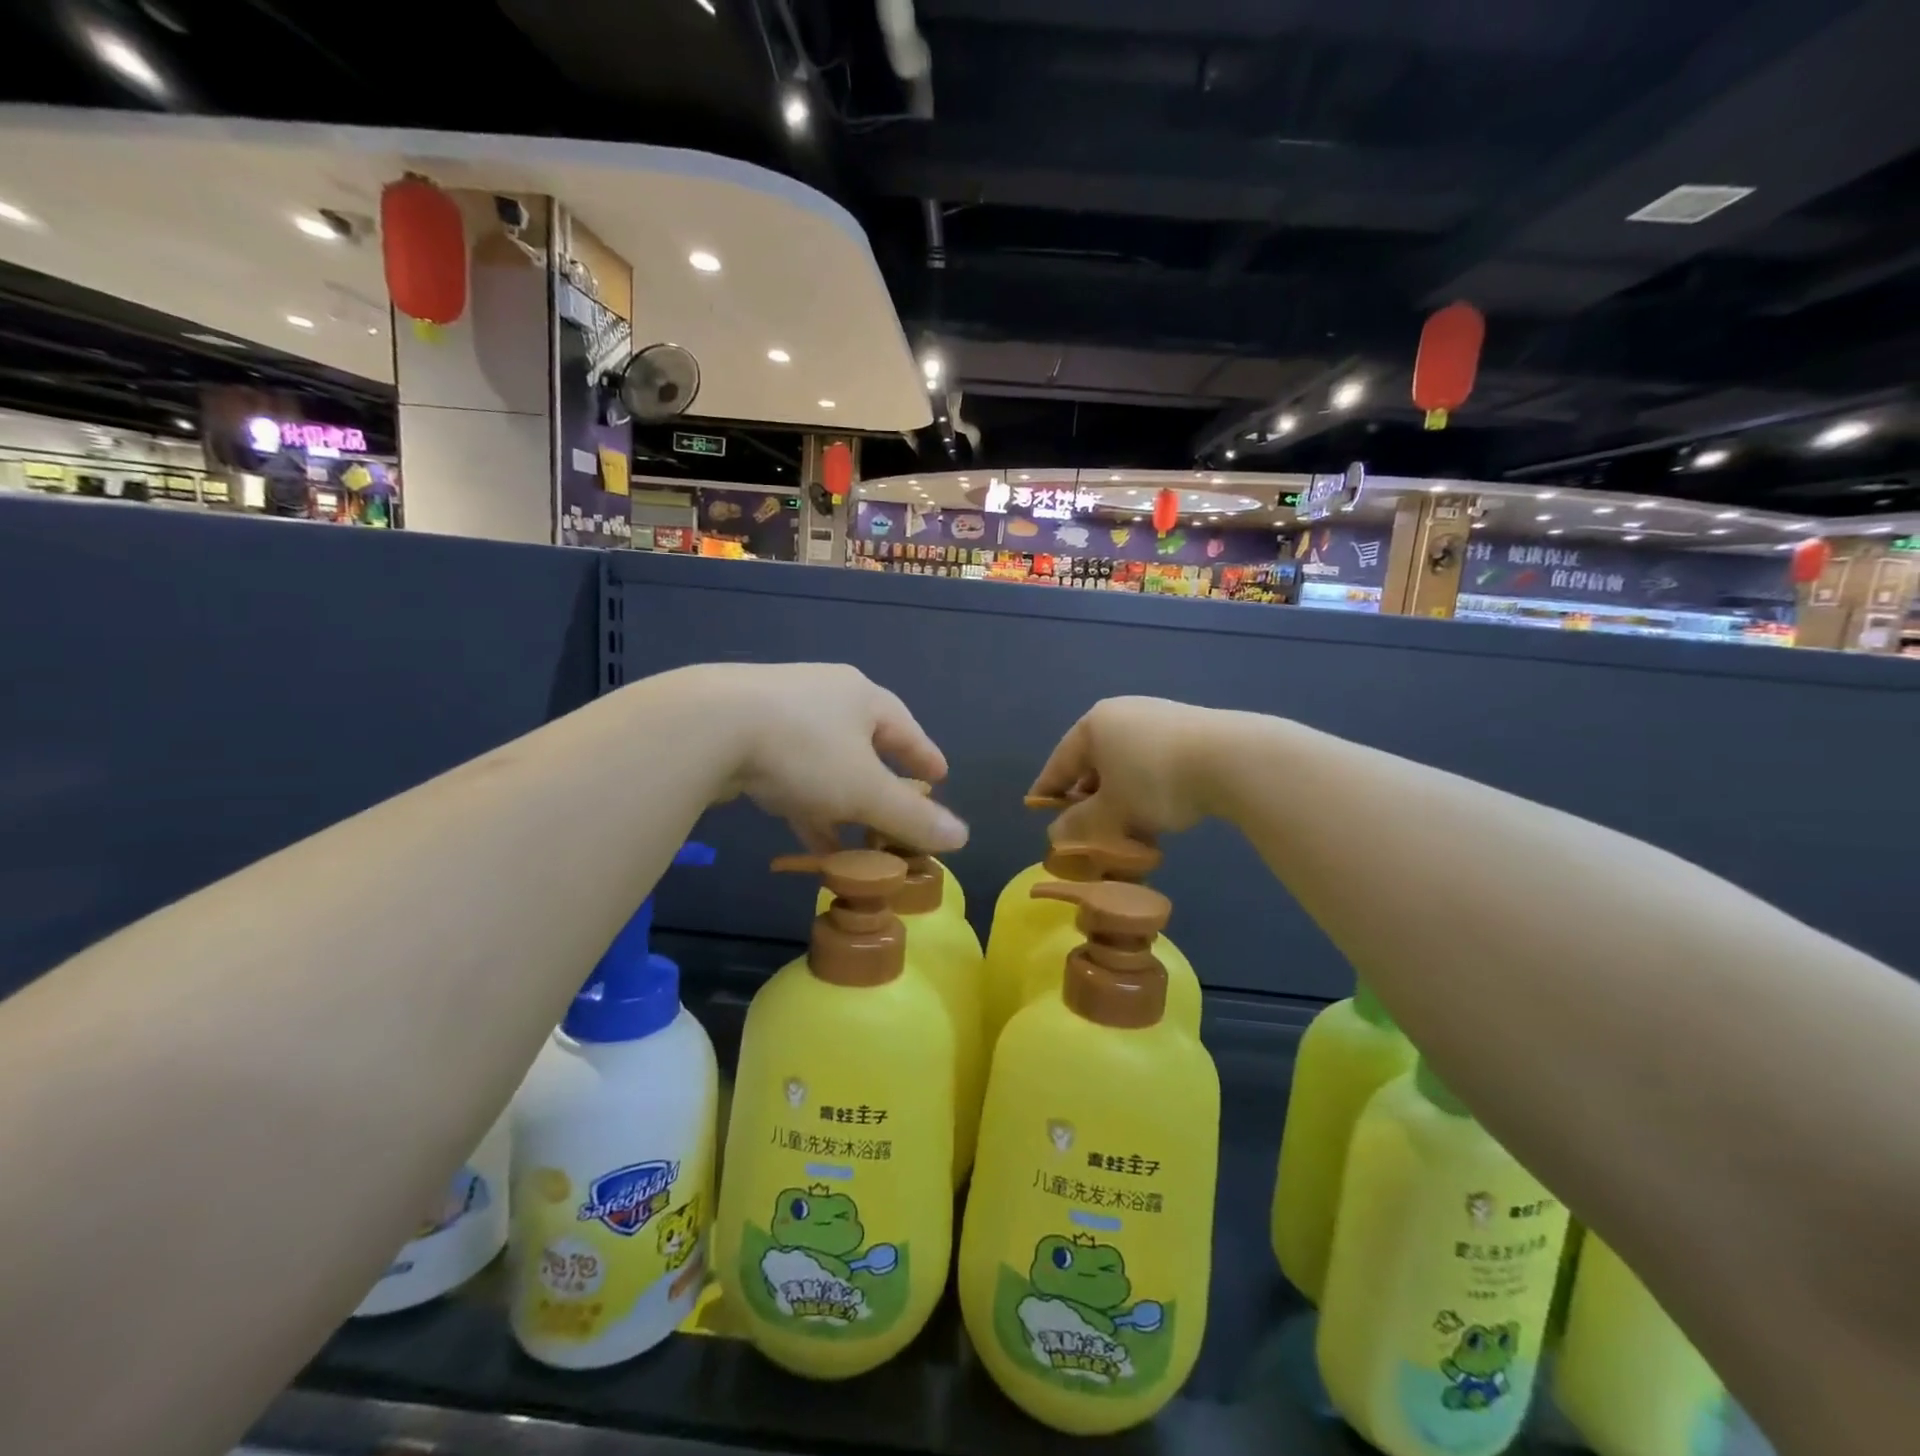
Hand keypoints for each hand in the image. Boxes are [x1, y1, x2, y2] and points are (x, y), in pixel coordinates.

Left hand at [681, 663, 967, 854]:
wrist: (706, 725)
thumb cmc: (803, 751)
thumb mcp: (865, 791)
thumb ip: (912, 817)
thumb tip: (963, 837)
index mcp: (862, 697)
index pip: (906, 729)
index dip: (924, 756)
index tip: (939, 778)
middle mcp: (825, 696)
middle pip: (865, 744)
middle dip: (881, 783)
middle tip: (896, 810)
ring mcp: (781, 710)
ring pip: (825, 762)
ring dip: (842, 801)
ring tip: (854, 838)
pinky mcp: (744, 731)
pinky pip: (791, 771)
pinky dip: (807, 802)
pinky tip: (808, 832)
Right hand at [1027, 696, 1231, 843]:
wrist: (1231, 759)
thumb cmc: (1154, 780)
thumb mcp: (1111, 810)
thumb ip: (1079, 823)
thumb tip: (1056, 833)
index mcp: (1094, 724)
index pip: (1060, 761)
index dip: (1048, 788)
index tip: (1037, 808)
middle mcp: (1122, 713)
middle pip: (1094, 760)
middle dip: (1088, 795)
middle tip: (1085, 825)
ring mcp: (1157, 717)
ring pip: (1125, 763)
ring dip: (1120, 796)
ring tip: (1125, 827)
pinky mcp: (1187, 729)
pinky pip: (1152, 761)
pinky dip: (1146, 786)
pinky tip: (1156, 812)